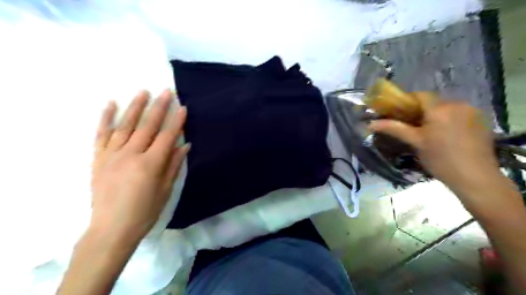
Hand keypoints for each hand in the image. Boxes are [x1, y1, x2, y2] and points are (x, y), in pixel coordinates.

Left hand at [90, 89, 188, 244]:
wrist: (111, 229)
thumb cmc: (145, 211)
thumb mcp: (166, 190)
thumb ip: (174, 165)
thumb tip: (185, 145)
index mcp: (150, 164)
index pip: (167, 136)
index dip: (177, 122)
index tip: (183, 108)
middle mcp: (131, 154)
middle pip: (148, 126)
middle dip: (159, 107)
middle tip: (167, 92)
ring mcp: (112, 155)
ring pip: (126, 125)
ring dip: (136, 107)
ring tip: (143, 91)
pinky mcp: (98, 158)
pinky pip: (101, 134)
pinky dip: (106, 118)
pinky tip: (110, 104)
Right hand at [369, 92, 497, 191]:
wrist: (475, 178)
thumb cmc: (440, 159)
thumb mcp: (415, 142)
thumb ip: (394, 128)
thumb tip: (371, 124)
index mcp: (440, 109)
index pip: (419, 95)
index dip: (406, 101)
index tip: (397, 113)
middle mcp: (458, 104)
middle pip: (433, 101)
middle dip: (420, 111)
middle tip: (411, 126)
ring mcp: (472, 111)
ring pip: (446, 108)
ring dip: (434, 115)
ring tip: (428, 133)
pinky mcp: (481, 120)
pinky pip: (458, 113)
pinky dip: (448, 120)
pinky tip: (446, 135)